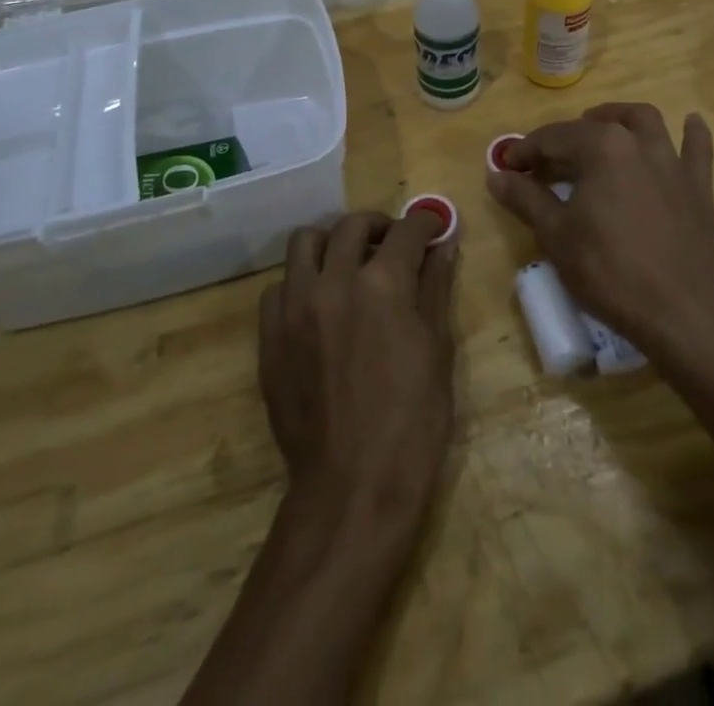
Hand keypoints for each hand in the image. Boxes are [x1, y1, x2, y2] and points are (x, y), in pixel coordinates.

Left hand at [258, 210, 457, 540]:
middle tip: (394, 244)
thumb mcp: (437, 351)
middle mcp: (334, 282)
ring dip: (332, 243)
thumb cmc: (413, 424)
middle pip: (352, 226)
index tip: (434, 227)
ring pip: (305, 242)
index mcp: (383, 285)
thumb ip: (435, 288)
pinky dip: (301, 283)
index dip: (426, 223)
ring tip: (349, 264)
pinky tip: (319, 306)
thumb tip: (444, 246)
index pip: (407, 231)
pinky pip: (279, 287)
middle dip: (380, 226)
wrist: (352, 489)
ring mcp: (295, 308)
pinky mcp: (269, 336)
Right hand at [487, 102, 713, 345]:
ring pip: (645, 122)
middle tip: (548, 163)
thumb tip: (496, 174)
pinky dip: (692, 133)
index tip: (508, 167)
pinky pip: (698, 150)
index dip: (525, 150)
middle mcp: (638, 142)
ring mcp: (672, 161)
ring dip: (620, 119)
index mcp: (601, 147)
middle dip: (566, 138)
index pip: (553, 138)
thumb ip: (525, 197)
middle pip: (596, 127)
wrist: (677, 310)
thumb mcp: (555, 234)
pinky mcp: (698, 186)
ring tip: (603, 127)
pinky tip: (691, 122)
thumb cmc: (607, 269)